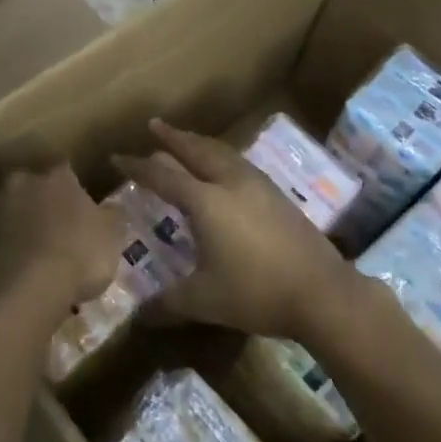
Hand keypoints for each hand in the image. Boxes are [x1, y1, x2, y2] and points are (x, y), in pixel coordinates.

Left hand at [0, 164, 125, 326]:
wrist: (19, 292)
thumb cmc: (75, 257)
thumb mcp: (111, 238)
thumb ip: (111, 217)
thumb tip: (110, 207)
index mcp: (56, 176)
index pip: (66, 172)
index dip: (72, 192)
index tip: (78, 211)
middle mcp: (19, 183)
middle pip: (29, 187)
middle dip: (37, 204)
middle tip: (49, 232)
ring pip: (3, 212)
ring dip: (12, 226)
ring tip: (24, 256)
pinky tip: (4, 273)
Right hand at [116, 119, 352, 338]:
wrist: (322, 292)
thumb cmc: (256, 293)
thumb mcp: (205, 301)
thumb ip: (169, 304)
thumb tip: (139, 316)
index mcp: (205, 201)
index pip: (163, 176)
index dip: (138, 166)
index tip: (118, 157)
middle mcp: (229, 183)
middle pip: (196, 150)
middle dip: (173, 138)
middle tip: (155, 125)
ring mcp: (258, 185)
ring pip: (222, 152)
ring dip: (200, 143)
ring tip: (188, 140)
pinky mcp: (278, 195)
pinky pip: (240, 163)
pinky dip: (222, 156)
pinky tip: (225, 167)